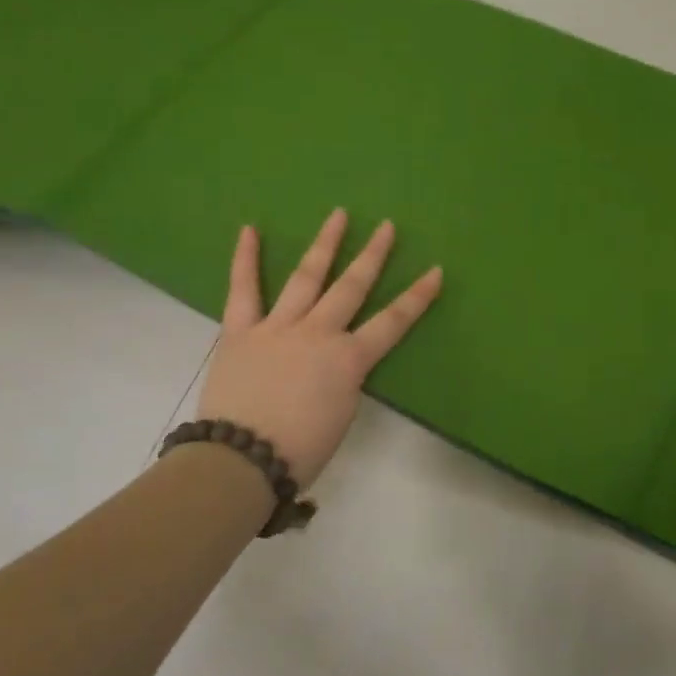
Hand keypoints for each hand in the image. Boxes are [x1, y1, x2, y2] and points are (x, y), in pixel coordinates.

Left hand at [196, 209, 442, 487]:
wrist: (241, 460)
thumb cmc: (300, 450)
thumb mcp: (341, 415)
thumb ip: (344, 380)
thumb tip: (338, 363)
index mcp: (348, 359)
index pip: (393, 322)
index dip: (417, 297)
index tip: (435, 271)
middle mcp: (318, 333)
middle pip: (352, 287)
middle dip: (373, 255)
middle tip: (387, 227)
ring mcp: (278, 326)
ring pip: (306, 277)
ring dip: (325, 244)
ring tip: (339, 215)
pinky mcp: (240, 331)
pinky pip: (243, 290)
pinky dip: (245, 260)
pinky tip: (250, 230)